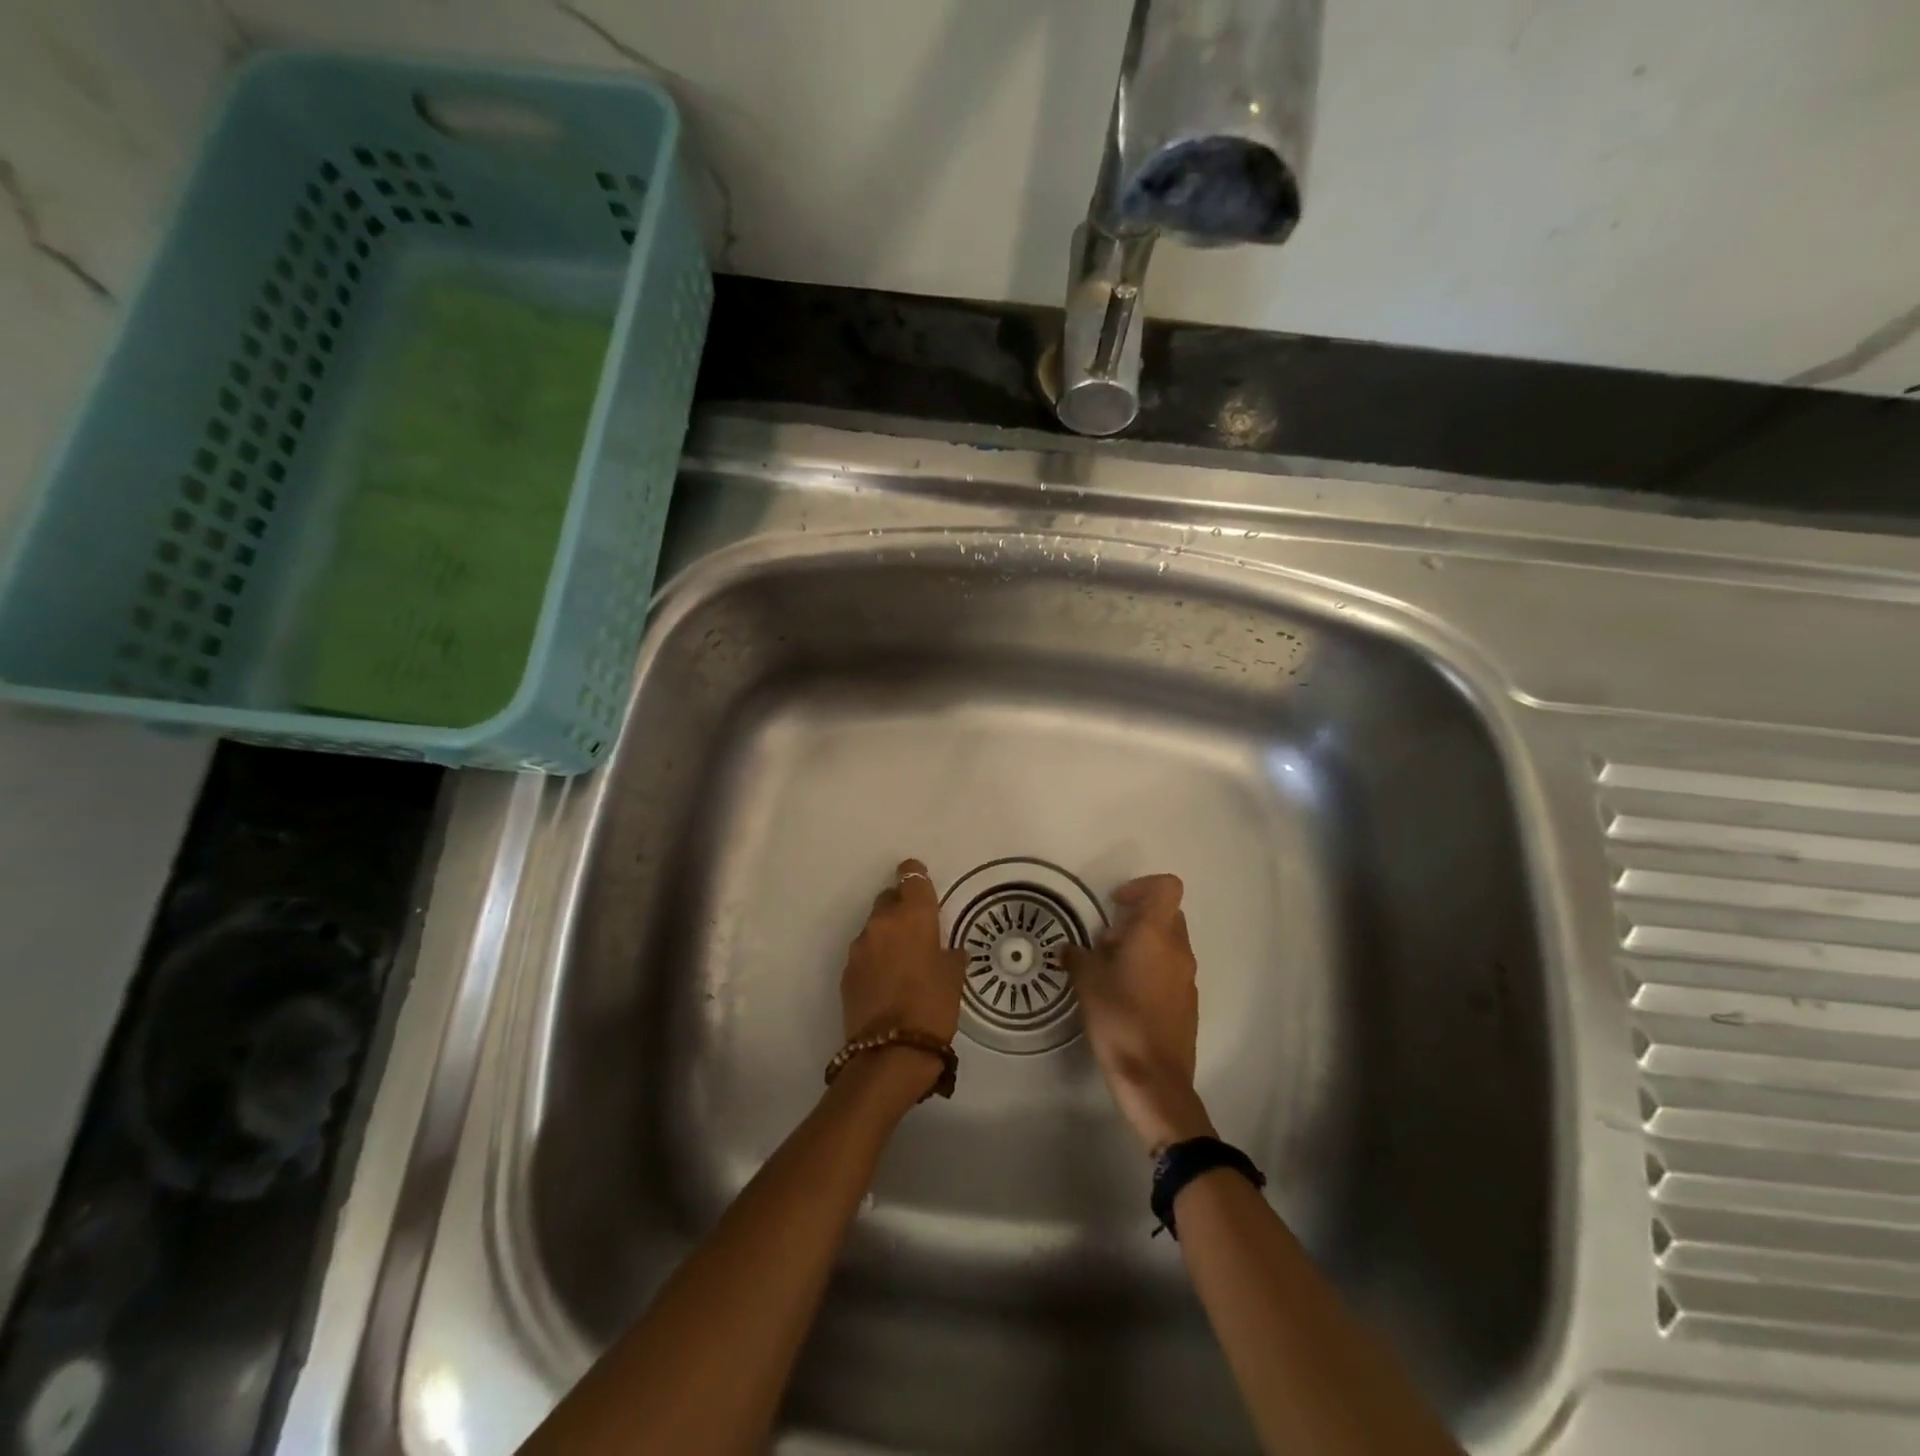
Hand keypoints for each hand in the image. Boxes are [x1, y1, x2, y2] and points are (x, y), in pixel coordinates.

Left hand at [841, 857, 965, 1048]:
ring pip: (875, 927)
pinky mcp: (847, 972)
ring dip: (887, 934)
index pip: (911, 878)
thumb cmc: (932, 1007)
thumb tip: (949, 950)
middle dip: (901, 907)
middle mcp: (881, 923)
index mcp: (912, 916)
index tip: (921, 881)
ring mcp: (860, 947)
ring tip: (903, 959)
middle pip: (888, 899)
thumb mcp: (954, 977)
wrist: (890, 1053)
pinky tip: (887, 979)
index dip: (915, 876)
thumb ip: (950, 954)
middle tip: (917, 927)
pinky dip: (876, 957)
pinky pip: (865, 953)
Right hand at [1066, 874, 1216, 1153]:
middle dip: (1137, 919)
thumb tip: (1069, 950)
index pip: (1166, 888)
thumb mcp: (1087, 983)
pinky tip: (1125, 997)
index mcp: (1156, 936)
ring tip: (1111, 972)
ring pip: (1168, 944)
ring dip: (1142, 946)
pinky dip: (1150, 970)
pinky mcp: (1188, 1003)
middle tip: (1107, 943)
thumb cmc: (1119, 1020)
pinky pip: (1170, 970)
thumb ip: (1077, 957)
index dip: (1142, 887)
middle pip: (1167, 915)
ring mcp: (1187, 978)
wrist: (1155, 1080)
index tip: (1116, 905)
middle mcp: (1178, 950)